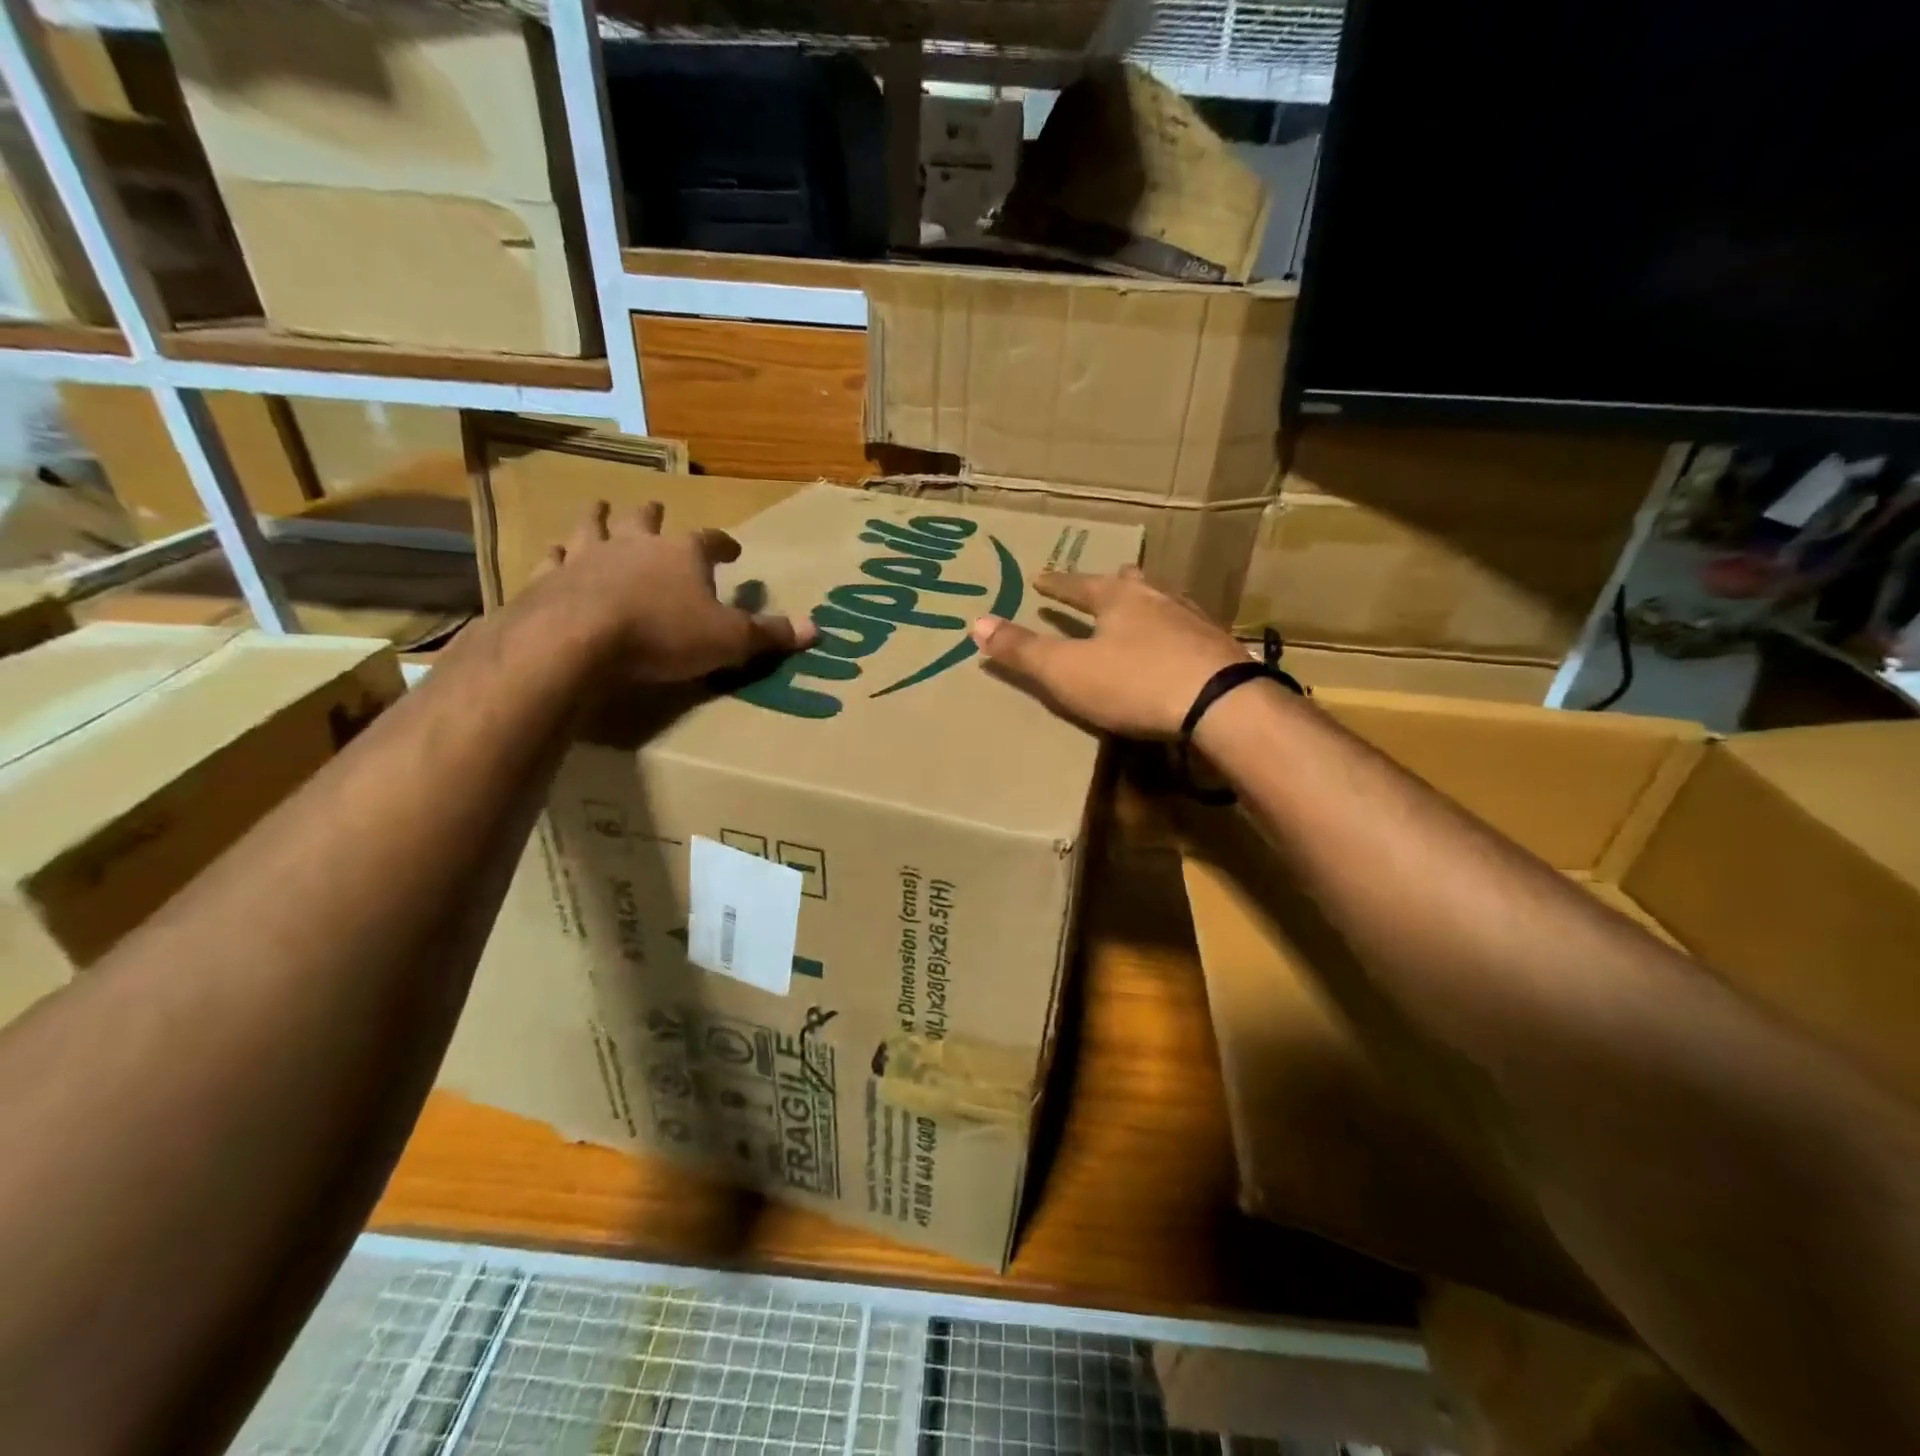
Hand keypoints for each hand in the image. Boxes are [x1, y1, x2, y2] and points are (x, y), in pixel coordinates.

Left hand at [531, 500, 815, 682]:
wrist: (579, 638)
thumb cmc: (664, 634)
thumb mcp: (728, 640)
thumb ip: (768, 634)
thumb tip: (816, 630)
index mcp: (682, 553)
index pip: (710, 540)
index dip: (723, 544)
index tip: (732, 549)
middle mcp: (635, 544)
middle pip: (646, 520)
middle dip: (654, 515)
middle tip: (655, 508)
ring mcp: (589, 557)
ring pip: (595, 527)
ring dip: (600, 519)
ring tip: (600, 508)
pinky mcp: (551, 578)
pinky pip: (555, 558)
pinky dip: (557, 555)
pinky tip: (554, 553)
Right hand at [969, 566, 1248, 738]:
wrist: (1220, 704)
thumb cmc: (1134, 682)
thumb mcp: (1066, 670)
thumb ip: (1022, 650)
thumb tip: (976, 622)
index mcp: (1118, 599)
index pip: (1078, 585)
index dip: (1057, 584)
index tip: (1040, 577)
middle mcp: (1158, 599)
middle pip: (1130, 583)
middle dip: (1112, 583)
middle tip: (1106, 580)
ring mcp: (1194, 622)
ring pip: (1165, 601)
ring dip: (1148, 602)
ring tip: (1143, 606)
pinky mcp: (1220, 649)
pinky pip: (1189, 630)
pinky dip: (1175, 631)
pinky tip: (1180, 644)